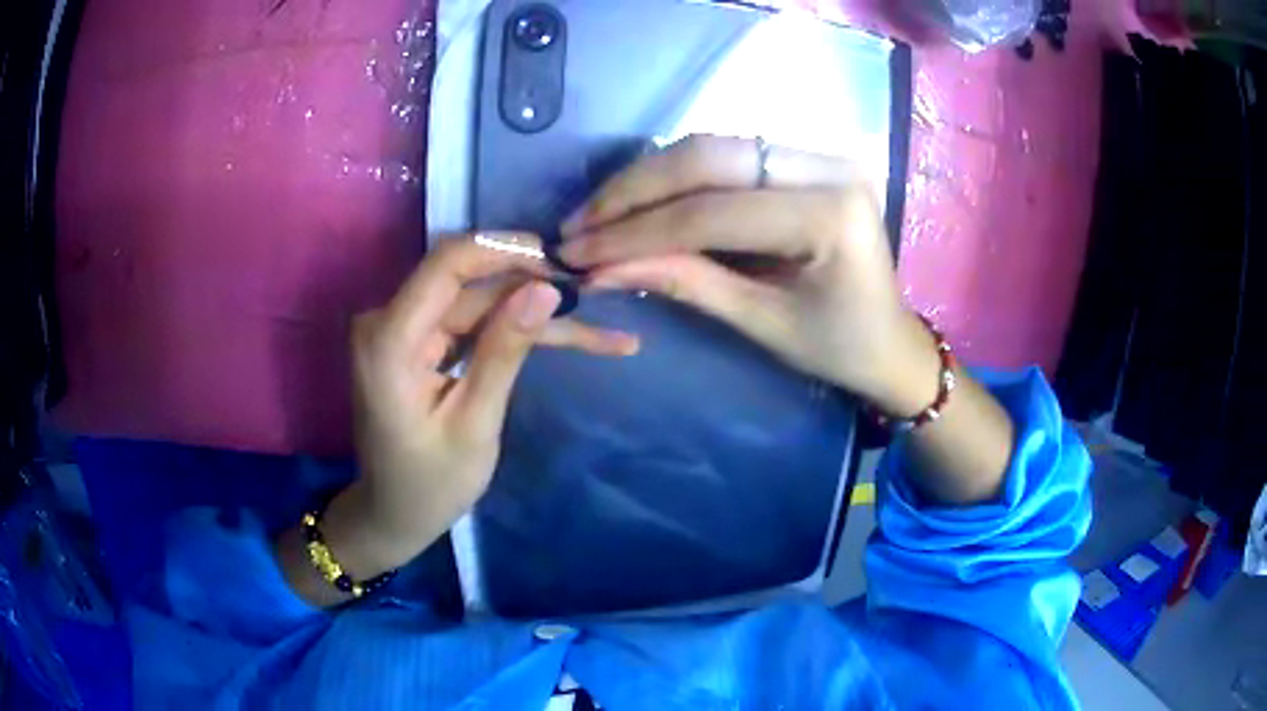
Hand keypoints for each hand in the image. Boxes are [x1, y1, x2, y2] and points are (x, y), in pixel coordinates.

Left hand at [324, 235, 638, 578]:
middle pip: (469, 284)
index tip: (560, 260)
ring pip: (478, 302)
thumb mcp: (474, 423)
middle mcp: (388, 320)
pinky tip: (564, 336)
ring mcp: (401, 329)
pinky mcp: (417, 341)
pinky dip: (513, 330)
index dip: (504, 251)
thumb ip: (504, 352)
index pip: (447, 264)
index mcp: (389, 340)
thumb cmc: (429, 483)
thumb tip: (545, 290)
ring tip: (599, 328)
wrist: (392, 513)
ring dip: (533, 313)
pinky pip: (470, 322)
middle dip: (532, 288)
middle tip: (593, 297)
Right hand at [560, 135, 937, 416]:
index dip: (636, 233)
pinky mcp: (806, 158)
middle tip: (577, 225)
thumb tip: (600, 268)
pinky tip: (638, 200)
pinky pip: (726, 155)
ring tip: (597, 215)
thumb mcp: (762, 323)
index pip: (712, 213)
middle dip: (632, 193)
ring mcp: (819, 153)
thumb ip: (685, 283)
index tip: (577, 252)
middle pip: (706, 158)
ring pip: (709, 148)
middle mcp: (828, 165)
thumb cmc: (838, 346)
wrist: (890, 340)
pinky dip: (675, 177)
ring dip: (646, 179)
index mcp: (830, 215)